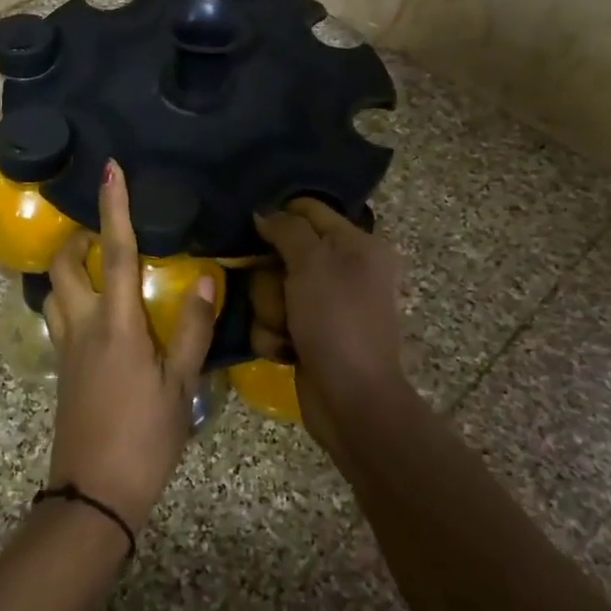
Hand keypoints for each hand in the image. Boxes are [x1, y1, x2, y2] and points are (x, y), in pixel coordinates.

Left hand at [42, 162, 216, 532]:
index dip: (114, 207)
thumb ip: (194, 329)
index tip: (109, 170)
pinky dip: (68, 297)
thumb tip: (209, 277)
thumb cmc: (145, 438)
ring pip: (53, 290)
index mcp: (116, 324)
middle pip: (63, 264)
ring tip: (95, 264)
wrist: (94, 492)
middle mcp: (83, 326)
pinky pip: (57, 316)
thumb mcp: (181, 385)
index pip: (115, 251)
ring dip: (67, 268)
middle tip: (101, 229)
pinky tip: (95, 310)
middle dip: (74, 237)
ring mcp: (66, 347)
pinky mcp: (62, 368)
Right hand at [252, 199, 412, 457]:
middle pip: (283, 253)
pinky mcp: (310, 335)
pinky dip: (274, 336)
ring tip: (284, 330)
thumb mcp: (313, 263)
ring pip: (272, 289)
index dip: (278, 217)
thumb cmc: (337, 321)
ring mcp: (326, 306)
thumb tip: (263, 212)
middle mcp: (345, 270)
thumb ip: (287, 229)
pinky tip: (285, 351)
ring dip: (270, 311)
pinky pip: (275, 321)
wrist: (352, 400)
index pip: (309, 210)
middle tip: (279, 293)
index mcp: (359, 244)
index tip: (252, 232)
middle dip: (270, 277)